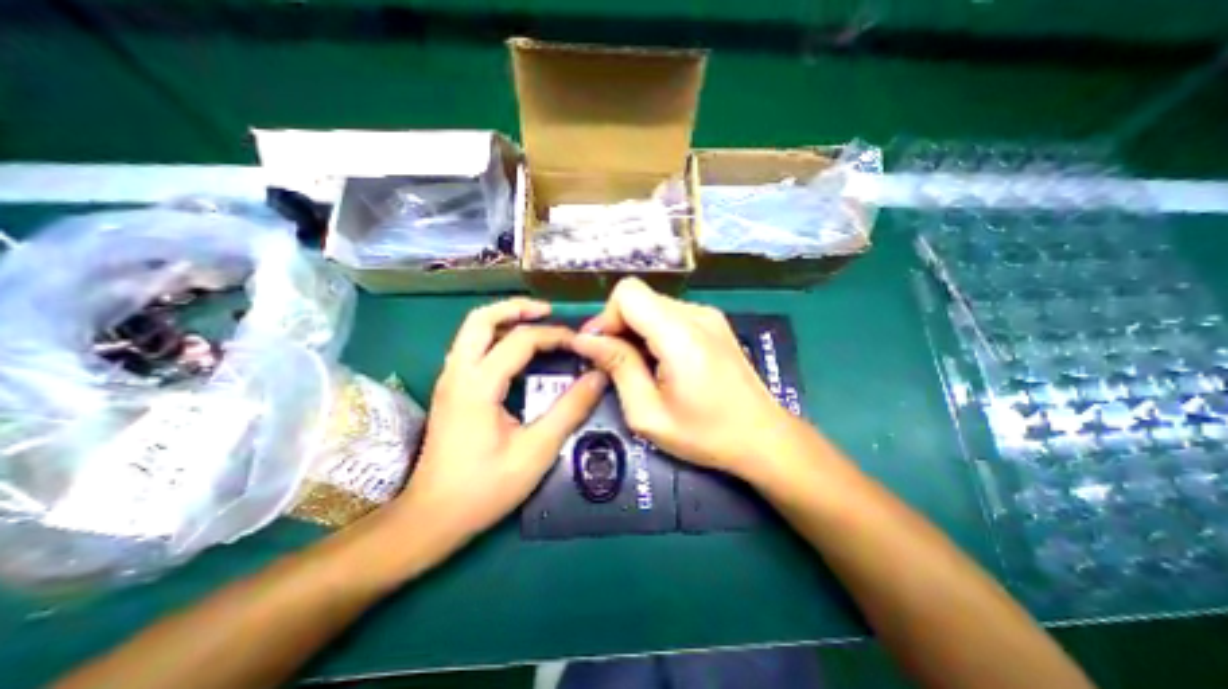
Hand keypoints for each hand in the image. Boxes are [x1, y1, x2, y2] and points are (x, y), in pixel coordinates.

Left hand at [394, 297, 602, 552]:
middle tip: (549, 312)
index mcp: (478, 386)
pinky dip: (495, 336)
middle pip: (481, 318)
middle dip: (517, 307)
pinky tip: (516, 351)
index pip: (520, 341)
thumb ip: (570, 410)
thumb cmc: (484, 488)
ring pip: (472, 330)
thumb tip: (598, 377)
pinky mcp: (450, 390)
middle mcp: (457, 373)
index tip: (580, 343)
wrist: (431, 518)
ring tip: (536, 324)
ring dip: (504, 319)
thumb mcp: (537, 451)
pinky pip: (471, 347)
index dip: (554, 336)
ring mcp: (449, 380)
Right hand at [567, 281, 790, 477]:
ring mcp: (708, 315)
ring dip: (636, 330)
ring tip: (639, 366)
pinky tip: (661, 361)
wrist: (763, 436)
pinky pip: (670, 314)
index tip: (602, 350)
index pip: (628, 293)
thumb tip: (586, 339)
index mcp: (680, 334)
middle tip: (615, 364)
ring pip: (652, 305)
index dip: (606, 316)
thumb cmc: (705, 433)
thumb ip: (618, 367)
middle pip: (639, 297)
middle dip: (618, 326)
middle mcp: (696, 314)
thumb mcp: (648, 413)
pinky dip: (654, 331)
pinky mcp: (714, 322)